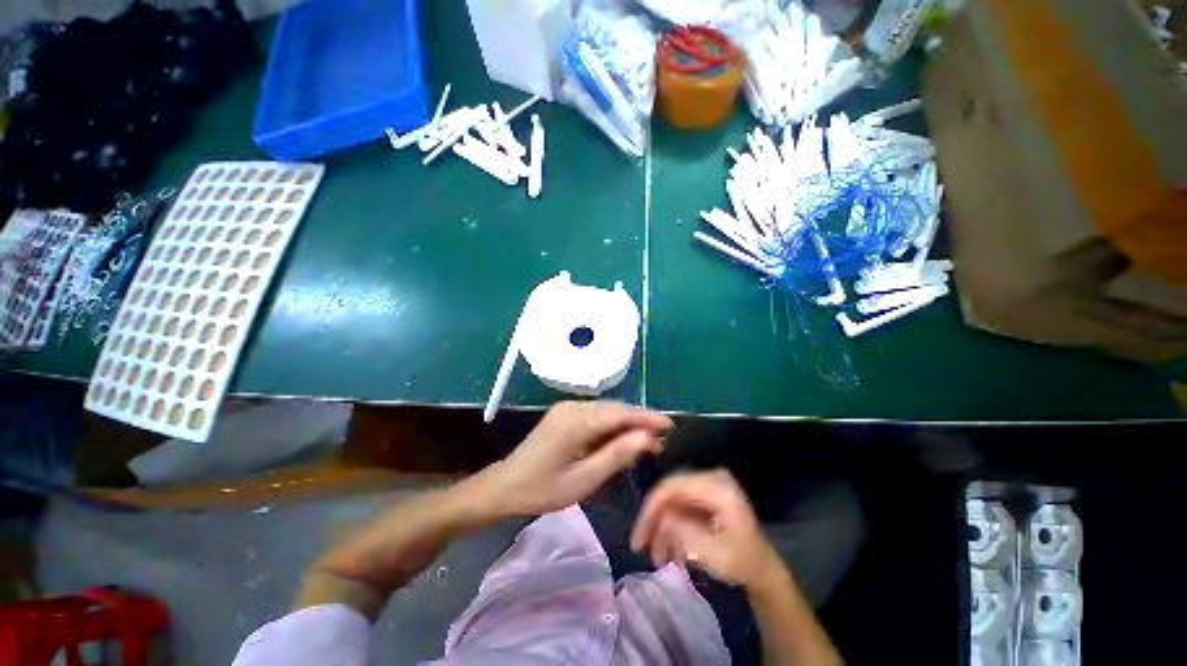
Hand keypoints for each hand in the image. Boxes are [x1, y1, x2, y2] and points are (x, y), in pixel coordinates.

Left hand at [477, 401, 672, 517]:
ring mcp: (566, 409)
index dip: (646, 418)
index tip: (669, 425)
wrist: (504, 486)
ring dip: (626, 424)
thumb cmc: (542, 489)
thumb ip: (615, 455)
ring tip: (646, 442)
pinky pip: (594, 415)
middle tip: (661, 438)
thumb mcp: (583, 480)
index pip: (620, 414)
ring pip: (605, 411)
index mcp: (576, 421)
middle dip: (639, 422)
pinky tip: (620, 440)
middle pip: (614, 409)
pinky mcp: (564, 414)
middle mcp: (573, 407)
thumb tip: (646, 437)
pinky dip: (610, 426)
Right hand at [631, 469, 785, 588]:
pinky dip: (671, 528)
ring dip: (662, 528)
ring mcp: (707, 486)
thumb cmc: (743, 563)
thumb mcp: (713, 554)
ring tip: (656, 558)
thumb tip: (661, 518)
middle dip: (654, 521)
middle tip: (641, 546)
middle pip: (670, 492)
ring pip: (672, 501)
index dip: (652, 509)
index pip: (672, 487)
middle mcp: (710, 478)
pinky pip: (680, 507)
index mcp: (716, 487)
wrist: (764, 571)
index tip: (638, 536)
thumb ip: (683, 532)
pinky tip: (667, 551)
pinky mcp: (704, 496)